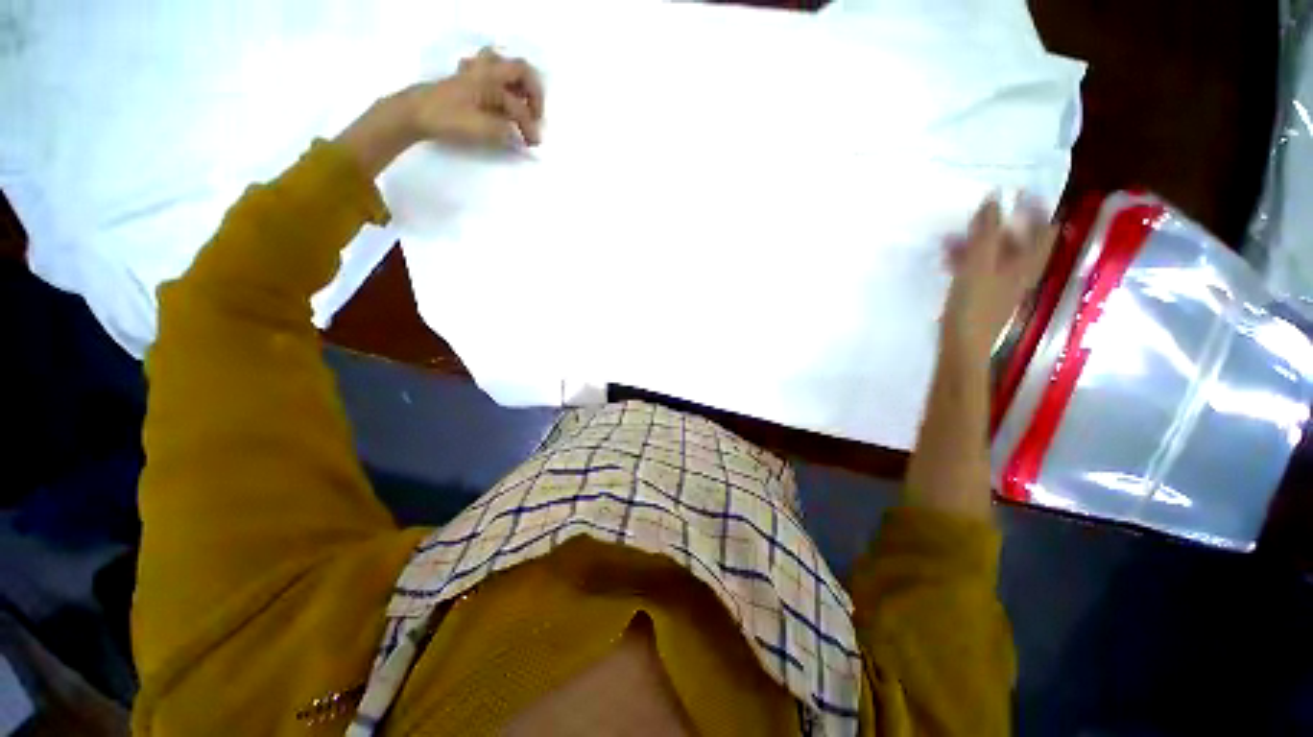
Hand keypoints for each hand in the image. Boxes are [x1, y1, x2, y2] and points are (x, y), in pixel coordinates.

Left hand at [337, 47, 544, 177]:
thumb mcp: (482, 129)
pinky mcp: (466, 80)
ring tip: (521, 105)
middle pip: (520, 70)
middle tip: (535, 116)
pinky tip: (499, 100)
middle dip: (533, 94)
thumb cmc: (449, 119)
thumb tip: (519, 135)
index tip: (532, 143)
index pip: (520, 106)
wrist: (415, 113)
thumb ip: (506, 132)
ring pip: (504, 67)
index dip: (530, 125)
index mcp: (491, 81)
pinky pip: (489, 72)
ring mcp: (474, 72)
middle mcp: (486, 71)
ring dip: (517, 85)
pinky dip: (501, 84)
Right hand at [941, 195, 1056, 359]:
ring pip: (996, 255)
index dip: (1034, 208)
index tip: (1017, 192)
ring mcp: (1002, 285)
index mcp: (1028, 263)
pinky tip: (949, 259)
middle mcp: (1021, 272)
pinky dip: (968, 259)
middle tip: (977, 214)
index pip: (1043, 228)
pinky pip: (981, 269)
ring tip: (952, 238)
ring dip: (978, 242)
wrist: (962, 345)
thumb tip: (994, 197)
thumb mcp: (979, 263)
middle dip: (998, 225)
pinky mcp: (984, 296)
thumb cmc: (974, 304)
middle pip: (1018, 241)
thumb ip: (986, 231)